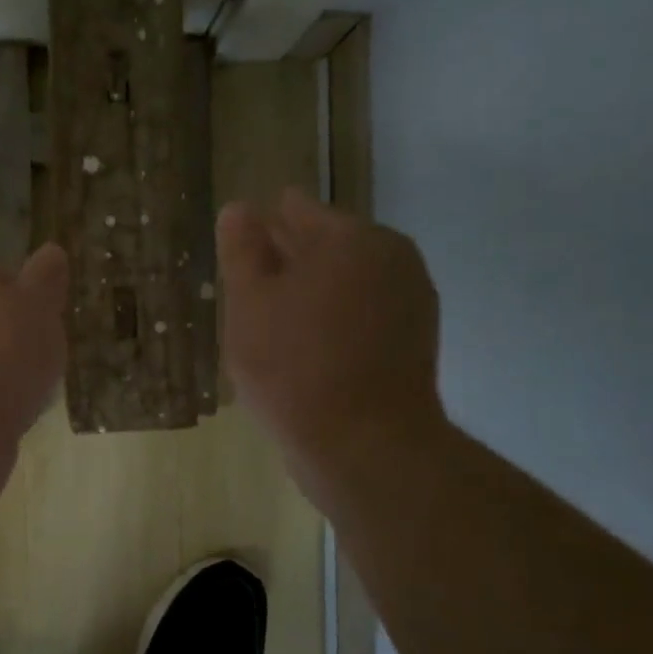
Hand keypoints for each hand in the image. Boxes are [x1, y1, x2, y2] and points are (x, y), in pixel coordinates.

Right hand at [218, 188, 444, 469]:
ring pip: (345, 283)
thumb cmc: (293, 366)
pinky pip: (362, 314)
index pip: (299, 210)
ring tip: (269, 320)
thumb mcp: (249, 303)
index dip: (263, 224)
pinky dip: (333, 320)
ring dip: (310, 293)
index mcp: (352, 239)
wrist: (364, 445)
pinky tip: (302, 346)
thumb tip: (240, 208)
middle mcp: (392, 259)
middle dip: (288, 259)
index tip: (239, 246)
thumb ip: (242, 250)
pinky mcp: (413, 342)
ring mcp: (410, 302)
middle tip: (247, 284)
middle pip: (327, 246)